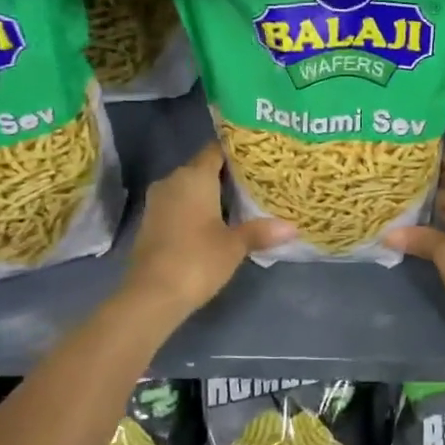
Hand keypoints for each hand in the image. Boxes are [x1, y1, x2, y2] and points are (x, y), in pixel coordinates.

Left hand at [122, 143, 293, 318]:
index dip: (237, 151)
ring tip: (242, 201)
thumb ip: (261, 231)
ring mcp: (158, 201)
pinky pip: (179, 204)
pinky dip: (197, 208)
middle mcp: (173, 181)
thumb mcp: (235, 245)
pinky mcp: (152, 222)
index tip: (259, 156)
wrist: (152, 295)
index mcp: (194, 177)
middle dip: (228, 174)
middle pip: (203, 168)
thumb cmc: (197, 260)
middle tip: (258, 181)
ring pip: (190, 188)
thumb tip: (292, 227)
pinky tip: (217, 221)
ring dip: (212, 193)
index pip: (216, 150)